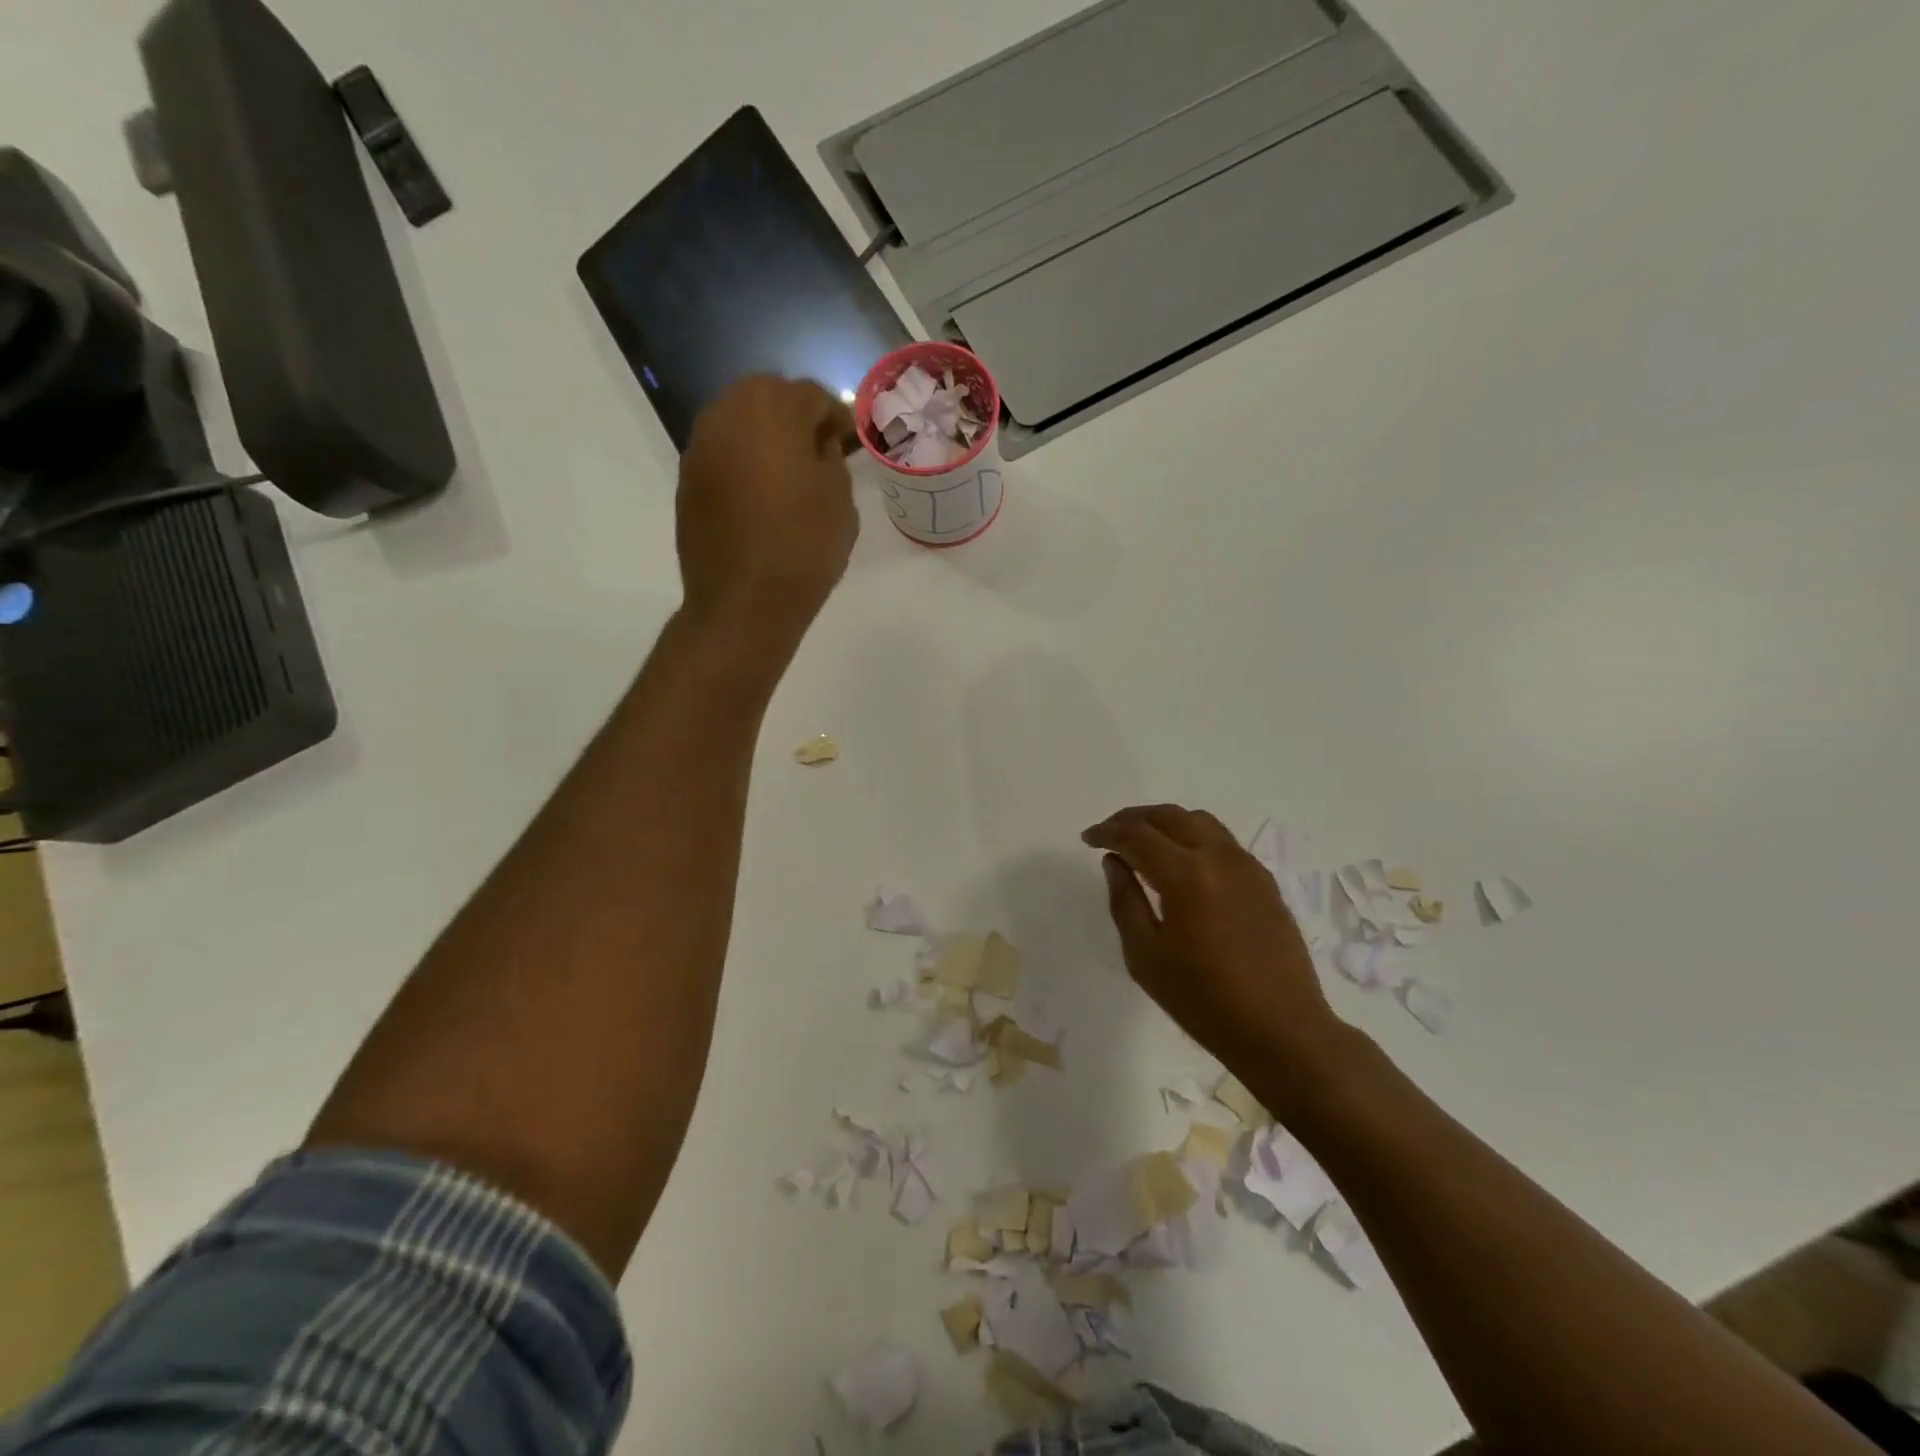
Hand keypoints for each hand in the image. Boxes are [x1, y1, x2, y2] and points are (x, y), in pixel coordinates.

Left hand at [677, 375, 859, 646]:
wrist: (744, 601)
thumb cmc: (803, 545)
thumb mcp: (840, 498)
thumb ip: (831, 458)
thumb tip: (818, 446)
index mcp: (771, 406)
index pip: (813, 396)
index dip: (837, 419)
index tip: (851, 444)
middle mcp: (726, 412)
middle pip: (769, 399)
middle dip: (796, 420)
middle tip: (820, 454)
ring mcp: (700, 446)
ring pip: (741, 425)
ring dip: (767, 440)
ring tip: (791, 476)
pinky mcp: (687, 480)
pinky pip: (724, 457)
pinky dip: (744, 465)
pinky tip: (762, 498)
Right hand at [1084, 804, 1350, 1105]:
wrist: (1282, 1030)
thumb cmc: (1204, 1000)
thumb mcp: (1146, 956)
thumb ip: (1125, 901)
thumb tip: (1115, 862)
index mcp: (1186, 875)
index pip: (1137, 834)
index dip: (1107, 831)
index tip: (1088, 839)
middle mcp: (1218, 857)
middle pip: (1169, 816)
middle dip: (1134, 819)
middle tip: (1110, 833)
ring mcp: (1247, 866)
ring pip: (1199, 822)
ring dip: (1166, 823)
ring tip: (1144, 842)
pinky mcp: (1264, 881)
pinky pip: (1222, 841)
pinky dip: (1193, 837)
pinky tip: (1182, 862)